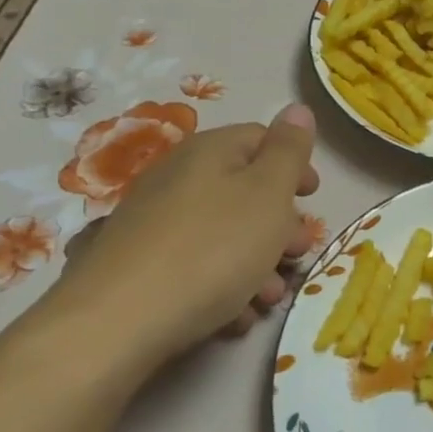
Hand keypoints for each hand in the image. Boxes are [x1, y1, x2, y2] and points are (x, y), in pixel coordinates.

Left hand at [42, 104, 320, 370]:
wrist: (118, 323)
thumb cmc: (212, 249)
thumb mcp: (268, 194)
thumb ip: (288, 150)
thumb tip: (297, 108)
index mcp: (209, 151)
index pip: (261, 139)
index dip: (294, 165)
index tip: (314, 198)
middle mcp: (177, 177)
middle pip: (244, 190)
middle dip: (280, 224)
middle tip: (298, 253)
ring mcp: (154, 222)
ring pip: (223, 233)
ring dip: (257, 262)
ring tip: (269, 298)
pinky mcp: (139, 265)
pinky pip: (195, 265)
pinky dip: (223, 285)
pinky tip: (234, 316)